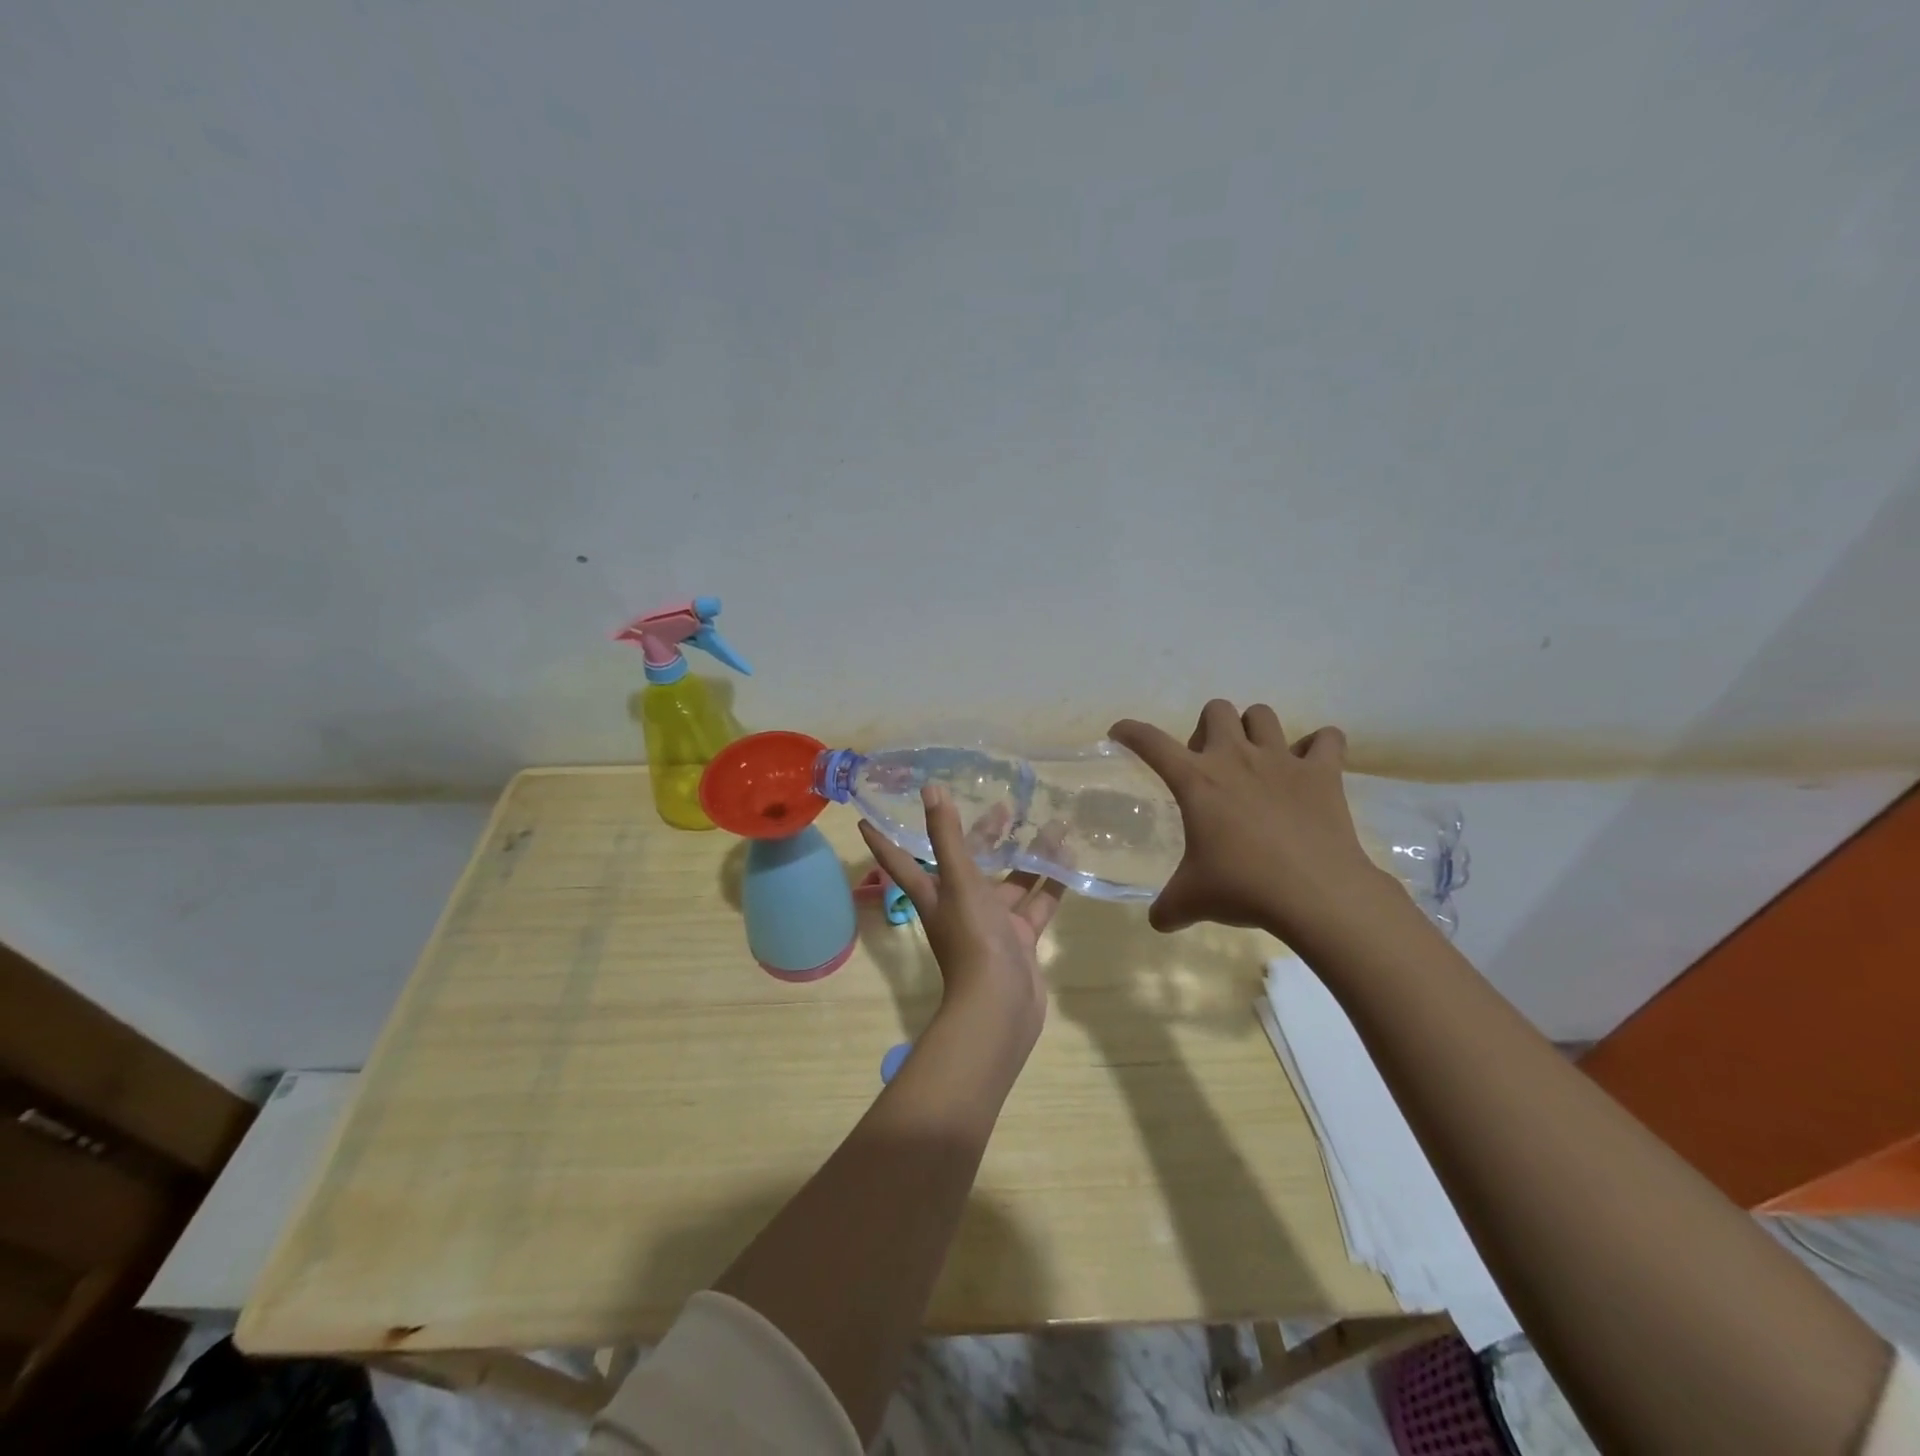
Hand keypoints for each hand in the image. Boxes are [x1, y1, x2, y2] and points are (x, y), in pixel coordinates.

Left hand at [859, 786, 1063, 1051]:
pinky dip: (1051, 884)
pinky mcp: (1020, 938)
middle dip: (984, 835)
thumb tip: (930, 789)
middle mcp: (960, 905)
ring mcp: (992, 923)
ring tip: (1052, 825)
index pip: (902, 859)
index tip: (867, 817)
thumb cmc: (972, 939)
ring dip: (1027, 856)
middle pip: (968, 863)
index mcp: (935, 894)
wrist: (1001, 1005)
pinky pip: (1036, 903)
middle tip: (1005, 804)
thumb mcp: (958, 882)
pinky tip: (1069, 859)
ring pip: (1010, 881)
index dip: (884, 839)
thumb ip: (948, 837)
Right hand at [1111, 701, 1396, 945]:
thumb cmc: (1243, 888)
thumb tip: (1159, 921)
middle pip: (1216, 709)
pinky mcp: (1323, 772)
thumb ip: (1167, 907)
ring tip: (1257, 760)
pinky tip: (1312, 766)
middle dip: (1208, 729)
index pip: (1150, 742)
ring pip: (1263, 714)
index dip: (1130, 732)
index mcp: (1196, 780)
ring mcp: (1282, 760)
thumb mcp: (1191, 901)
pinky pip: (1327, 739)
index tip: (1120, 732)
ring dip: (1255, 730)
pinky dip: (1320, 747)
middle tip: (1209, 765)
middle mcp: (1235, 757)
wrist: (1316, 894)